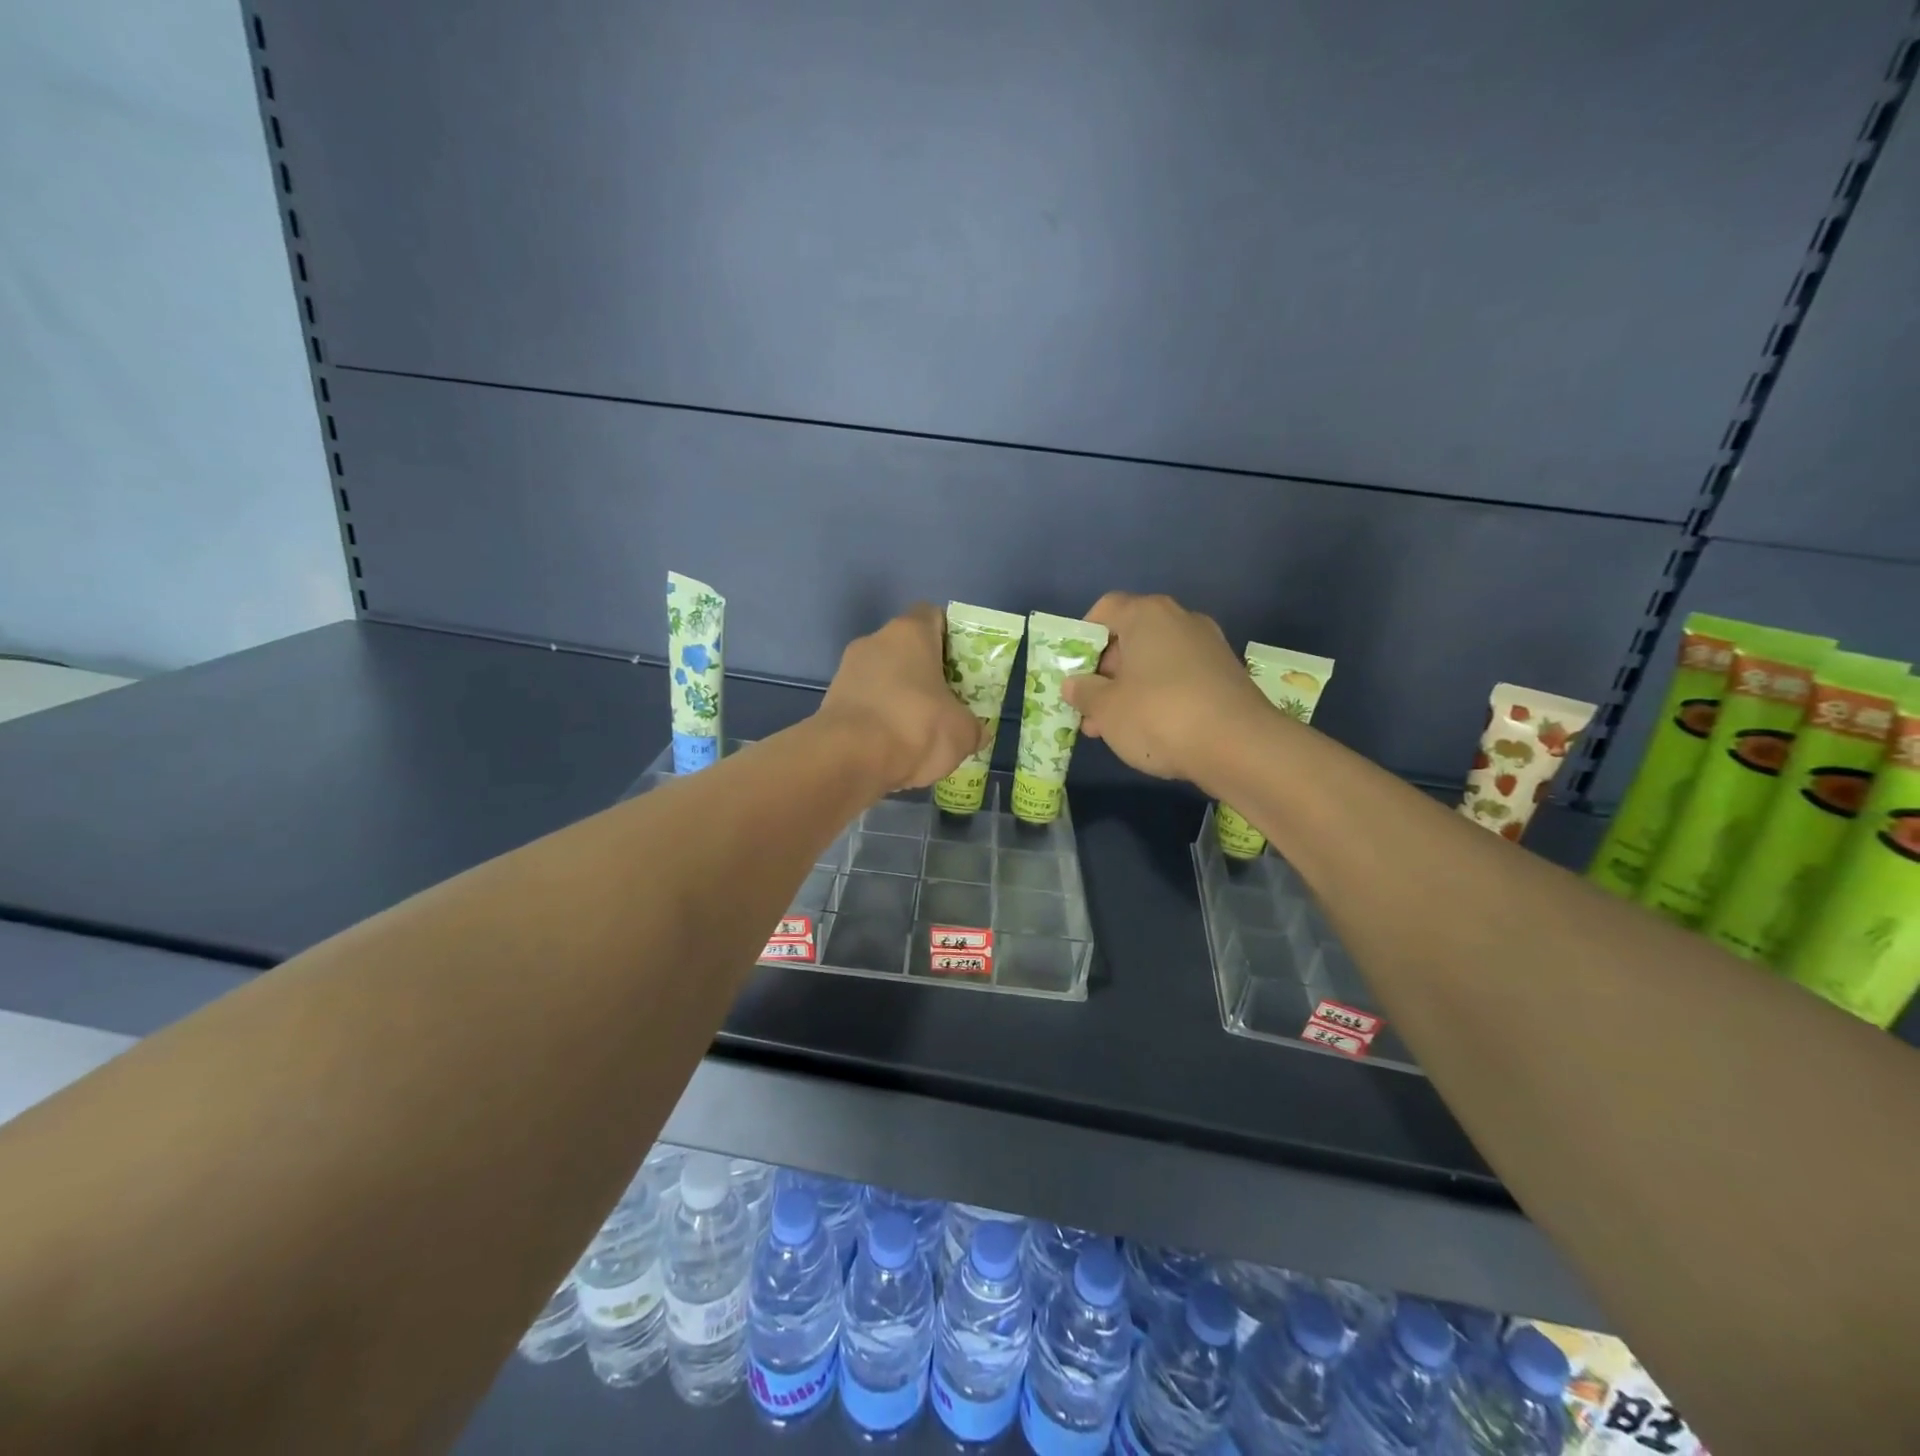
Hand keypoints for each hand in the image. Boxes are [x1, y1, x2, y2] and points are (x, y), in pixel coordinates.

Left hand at [817, 604, 984, 792]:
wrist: (849, 759)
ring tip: (921, 732)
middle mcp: (875, 641)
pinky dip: (880, 720)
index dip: (950, 637)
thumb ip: (973, 727)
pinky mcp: (832, 701)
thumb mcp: (962, 732)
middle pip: (907, 649)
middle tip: (947, 702)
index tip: (963, 665)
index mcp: (910, 633)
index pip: (933, 616)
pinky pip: (866, 704)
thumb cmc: (915, 727)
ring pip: (884, 678)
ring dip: (901, 698)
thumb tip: (977, 732)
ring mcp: (848, 670)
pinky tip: (894, 748)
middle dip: (926, 673)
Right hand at [1062, 592, 1274, 785]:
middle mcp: (1181, 620)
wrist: (1239, 747)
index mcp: (1147, 615)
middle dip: (1105, 671)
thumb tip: (1074, 684)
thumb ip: (1084, 693)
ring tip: (1111, 727)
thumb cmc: (1158, 716)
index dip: (1084, 636)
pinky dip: (1159, 697)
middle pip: (1131, 636)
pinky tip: (1148, 730)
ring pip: (1155, 661)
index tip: (1073, 669)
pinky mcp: (1226, 675)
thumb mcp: (1106, 709)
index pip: (1106, 608)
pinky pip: (1180, 678)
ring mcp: (1208, 647)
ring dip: (1130, 688)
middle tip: (1089, 706)